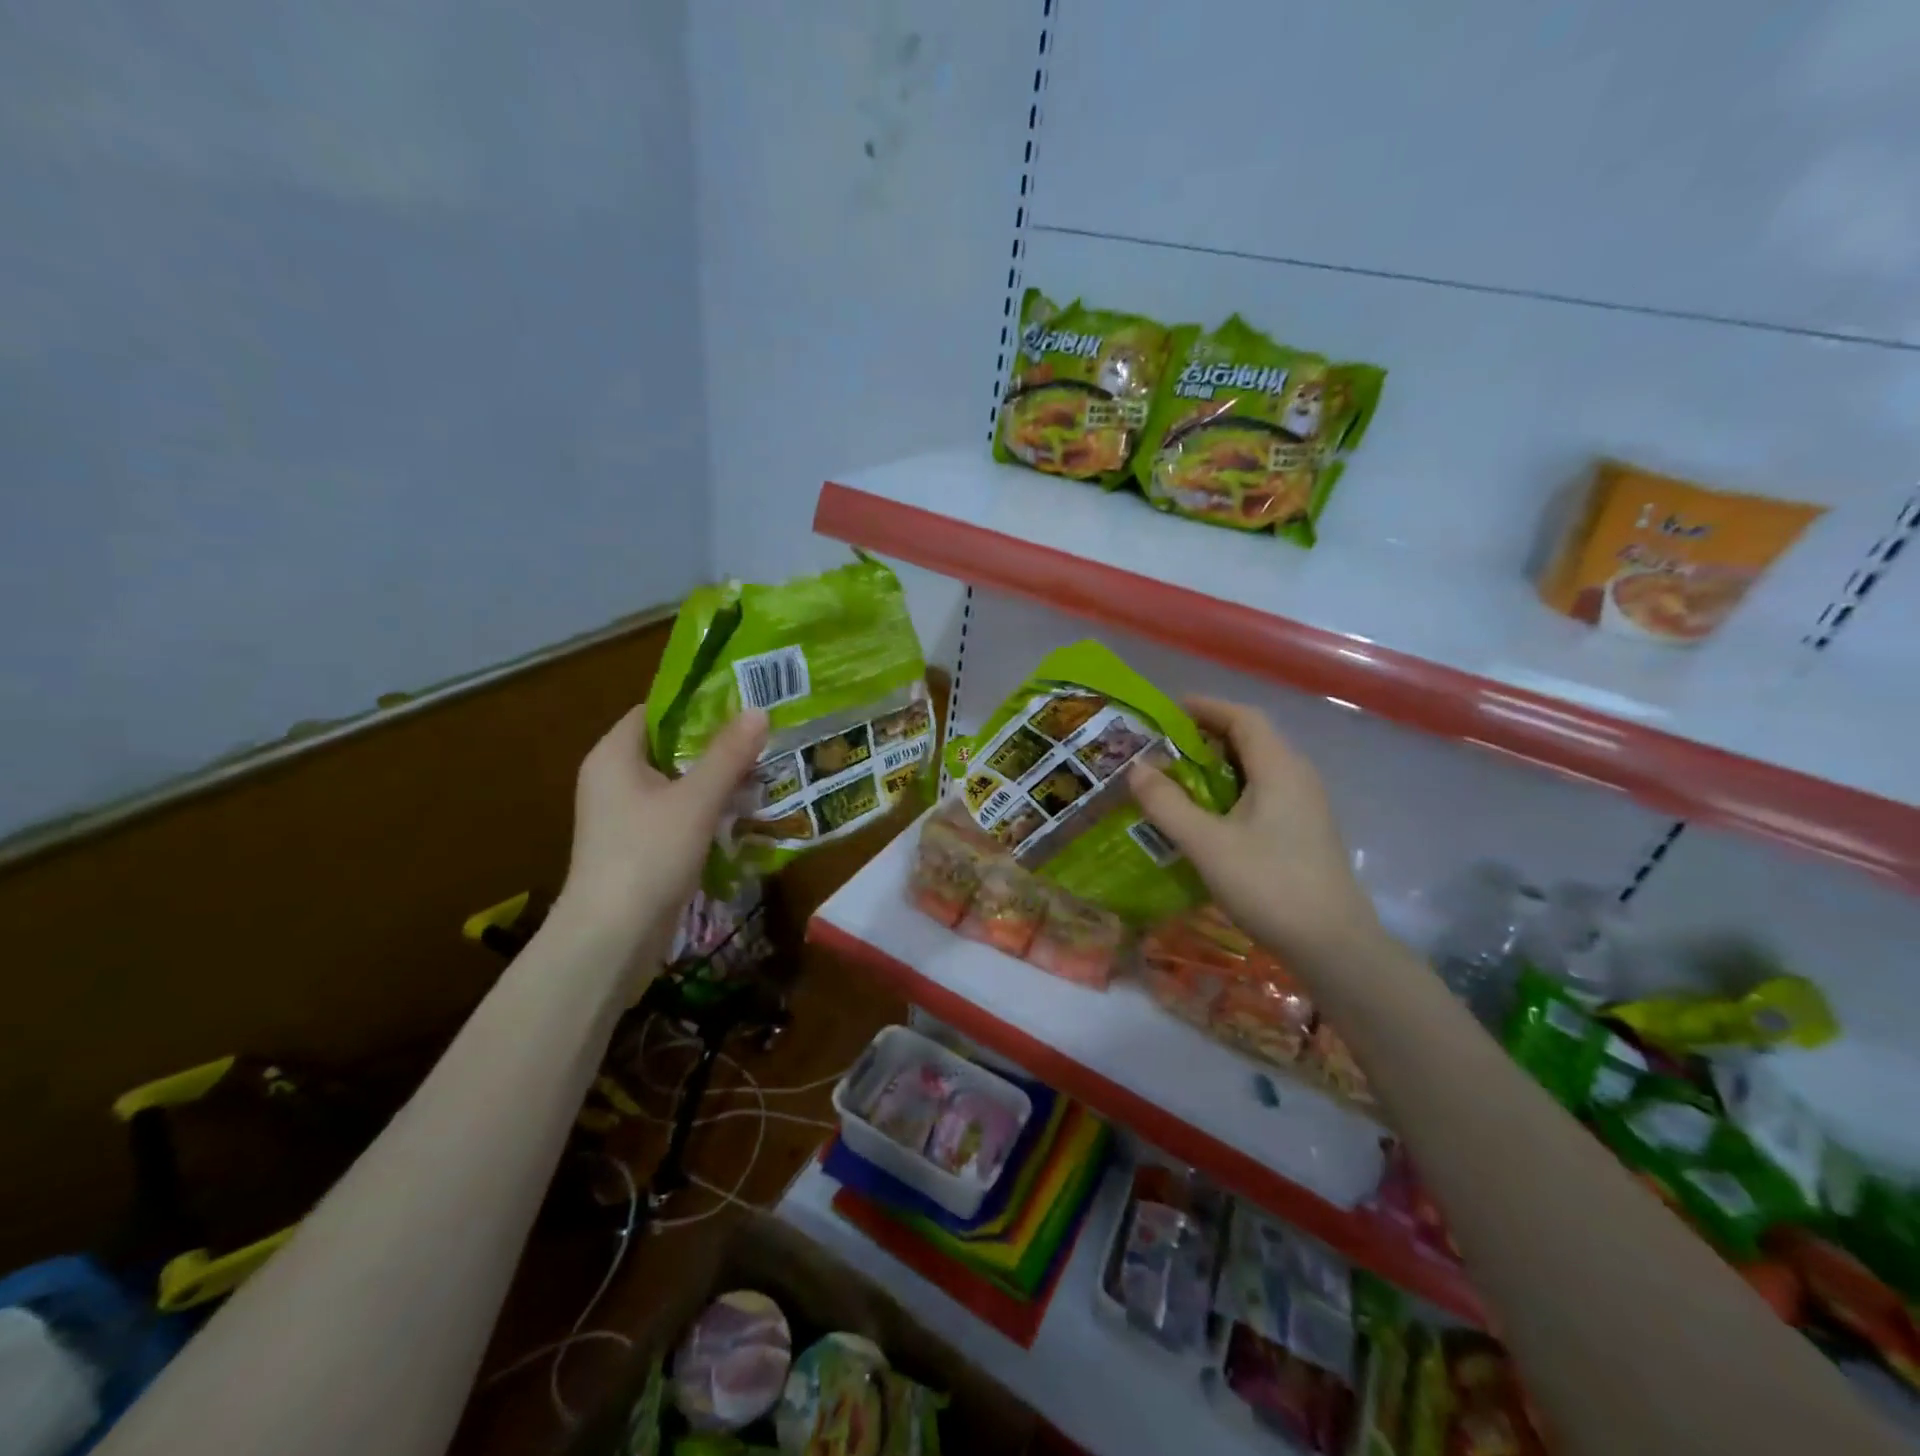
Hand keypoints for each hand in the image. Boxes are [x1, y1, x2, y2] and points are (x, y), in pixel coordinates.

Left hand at [557, 702, 768, 949]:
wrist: (612, 938)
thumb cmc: (647, 855)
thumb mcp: (695, 800)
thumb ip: (728, 755)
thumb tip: (758, 711)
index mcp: (614, 756)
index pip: (656, 711)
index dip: (697, 704)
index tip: (743, 701)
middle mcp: (614, 779)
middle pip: (670, 746)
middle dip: (716, 743)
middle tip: (764, 735)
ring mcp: (625, 816)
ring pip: (678, 783)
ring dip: (716, 779)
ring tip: (764, 768)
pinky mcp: (639, 846)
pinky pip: (678, 814)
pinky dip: (707, 809)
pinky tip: (744, 812)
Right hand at [1127, 696, 1380, 963]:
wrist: (1333, 945)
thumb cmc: (1269, 885)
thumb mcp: (1207, 844)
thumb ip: (1168, 804)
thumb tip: (1136, 768)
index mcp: (1279, 768)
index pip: (1242, 717)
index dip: (1205, 707)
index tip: (1167, 711)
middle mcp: (1297, 776)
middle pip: (1250, 739)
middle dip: (1205, 736)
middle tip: (1162, 748)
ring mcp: (1305, 805)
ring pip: (1256, 768)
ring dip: (1217, 766)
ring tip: (1176, 779)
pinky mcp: (1303, 830)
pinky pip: (1263, 792)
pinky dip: (1231, 790)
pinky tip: (1207, 816)